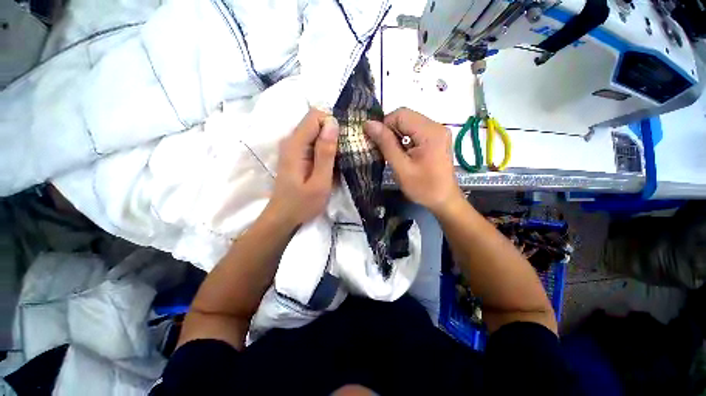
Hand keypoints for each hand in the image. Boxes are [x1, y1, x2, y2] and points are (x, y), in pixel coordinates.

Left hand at [267, 109, 338, 226]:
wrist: (283, 217)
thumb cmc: (303, 203)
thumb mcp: (320, 182)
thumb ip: (326, 153)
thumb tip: (333, 123)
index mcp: (295, 145)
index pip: (315, 116)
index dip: (332, 124)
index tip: (343, 142)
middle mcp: (291, 141)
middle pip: (315, 122)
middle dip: (332, 133)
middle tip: (343, 154)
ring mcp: (292, 147)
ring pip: (315, 132)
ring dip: (329, 142)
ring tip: (339, 160)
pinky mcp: (295, 154)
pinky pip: (312, 142)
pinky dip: (324, 148)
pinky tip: (330, 164)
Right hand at [364, 108, 461, 214]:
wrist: (444, 200)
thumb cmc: (423, 187)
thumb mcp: (401, 167)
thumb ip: (385, 144)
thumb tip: (369, 124)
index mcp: (430, 132)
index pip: (400, 114)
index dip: (384, 125)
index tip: (377, 142)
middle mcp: (436, 126)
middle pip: (406, 117)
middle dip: (390, 131)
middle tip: (383, 149)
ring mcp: (438, 132)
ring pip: (409, 124)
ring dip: (396, 136)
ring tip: (392, 153)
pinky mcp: (436, 138)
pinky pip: (415, 131)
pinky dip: (404, 139)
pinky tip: (402, 153)